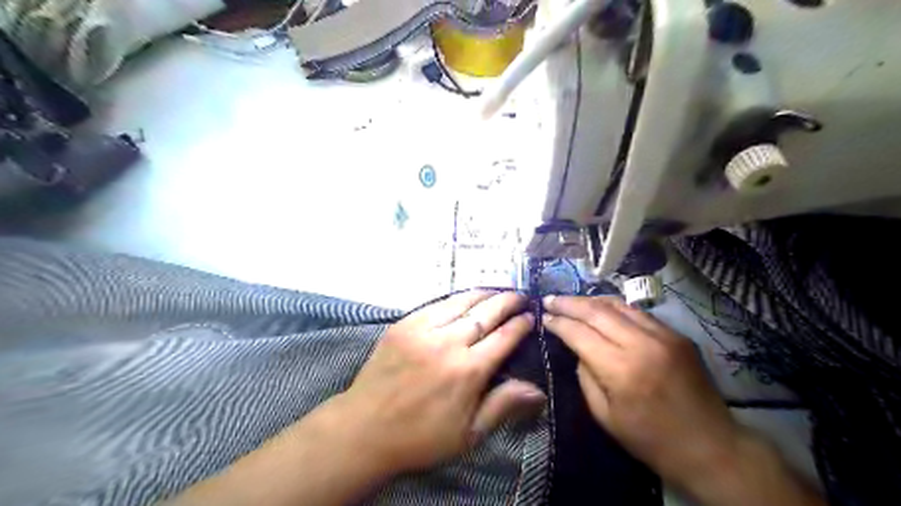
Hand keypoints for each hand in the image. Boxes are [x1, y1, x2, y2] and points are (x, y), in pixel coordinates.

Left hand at [337, 291, 543, 475]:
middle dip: (507, 301)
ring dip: (484, 295)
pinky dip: (456, 299)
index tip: (530, 316)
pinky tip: (465, 298)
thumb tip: (539, 390)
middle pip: (486, 313)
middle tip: (520, 296)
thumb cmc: (421, 437)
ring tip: (498, 291)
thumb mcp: (468, 434)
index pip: (503, 337)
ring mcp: (423, 329)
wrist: (365, 428)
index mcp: (468, 370)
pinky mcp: (404, 324)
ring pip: (462, 303)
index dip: (520, 324)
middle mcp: (448, 343)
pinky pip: (436, 304)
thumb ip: (503, 406)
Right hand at [542, 295, 737, 488]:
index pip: (580, 333)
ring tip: (571, 301)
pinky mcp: (677, 335)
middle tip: (549, 299)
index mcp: (621, 369)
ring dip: (591, 300)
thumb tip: (577, 349)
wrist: (712, 447)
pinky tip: (601, 310)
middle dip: (569, 303)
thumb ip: (585, 376)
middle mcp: (643, 344)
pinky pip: (638, 313)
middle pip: (597, 311)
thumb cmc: (651, 439)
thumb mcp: (604, 416)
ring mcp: (664, 335)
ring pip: (619, 305)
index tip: (543, 317)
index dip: (558, 323)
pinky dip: (614, 308)